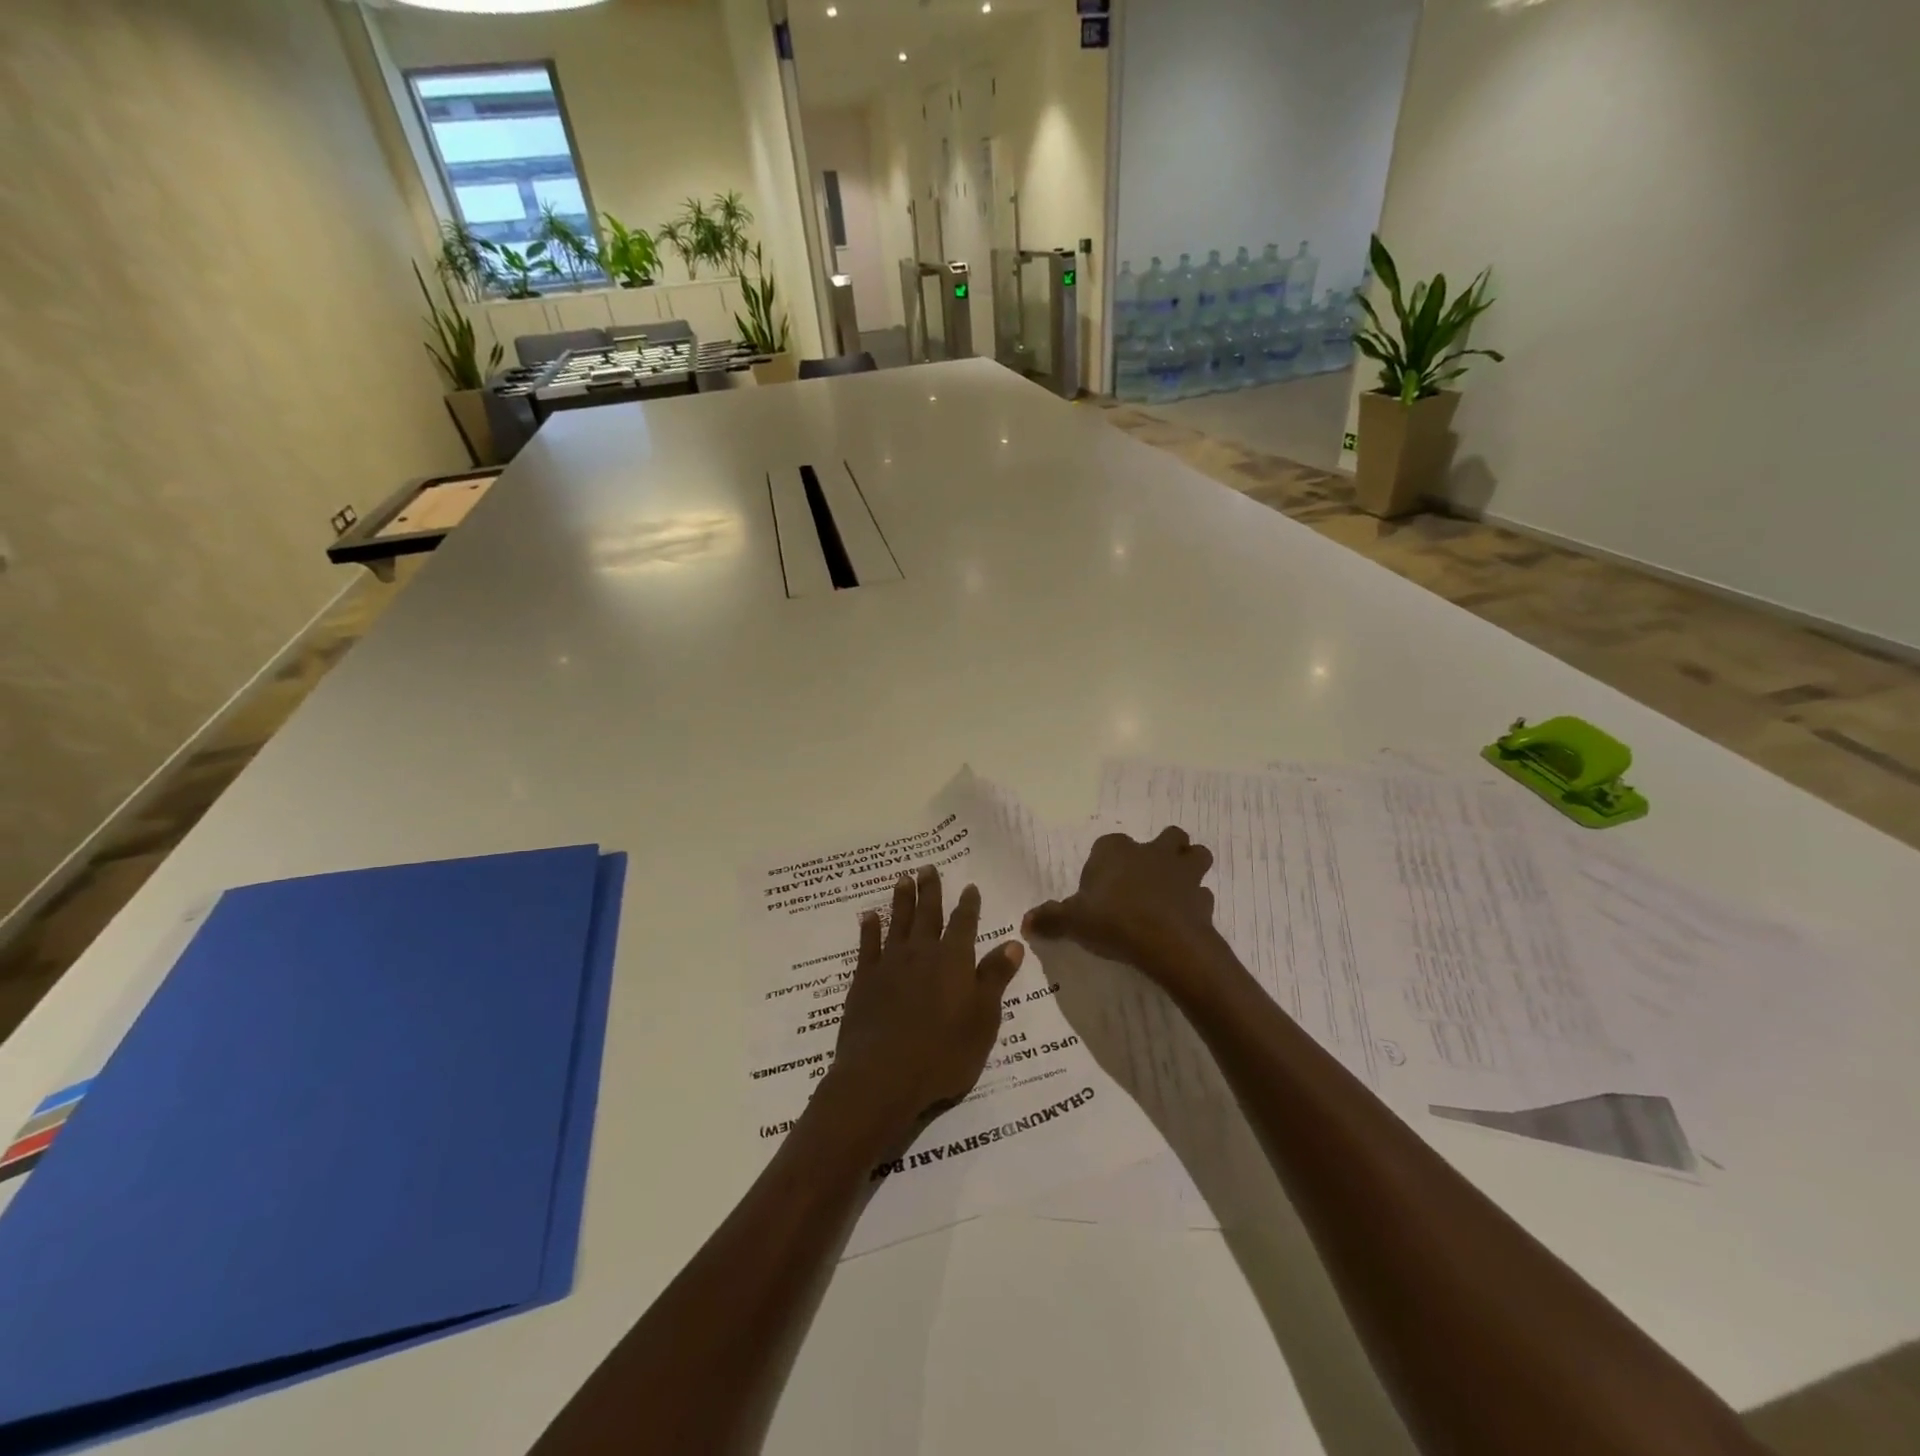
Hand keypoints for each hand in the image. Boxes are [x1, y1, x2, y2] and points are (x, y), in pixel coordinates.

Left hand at [826, 866, 1026, 1138]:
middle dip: (930, 890)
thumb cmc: (942, 1053)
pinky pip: (867, 945)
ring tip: (902, 878)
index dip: (968, 905)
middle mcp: (922, 953)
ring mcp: (890, 964)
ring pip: (898, 922)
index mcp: (954, 961)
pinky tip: (868, 915)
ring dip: (901, 900)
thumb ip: (995, 979)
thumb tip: (1012, 943)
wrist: (882, 1075)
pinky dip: (869, 928)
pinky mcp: (864, 980)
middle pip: (928, 914)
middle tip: (927, 867)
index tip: (969, 886)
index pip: (965, 924)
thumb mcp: (983, 1020)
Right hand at [1022, 828, 1222, 989]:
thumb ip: (1050, 919)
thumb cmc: (1113, 920)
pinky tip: (1184, 920)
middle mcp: (1151, 852)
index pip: (1109, 844)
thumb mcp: (1072, 921)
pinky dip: (1196, 904)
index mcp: (1116, 850)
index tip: (1100, 887)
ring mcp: (1182, 872)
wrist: (1165, 942)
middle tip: (1147, 877)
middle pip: (1166, 837)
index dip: (1105, 862)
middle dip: (1162, 850)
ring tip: (1174, 891)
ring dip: (1188, 867)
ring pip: (1195, 855)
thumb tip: (1025, 922)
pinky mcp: (1202, 898)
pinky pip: (1202, 895)